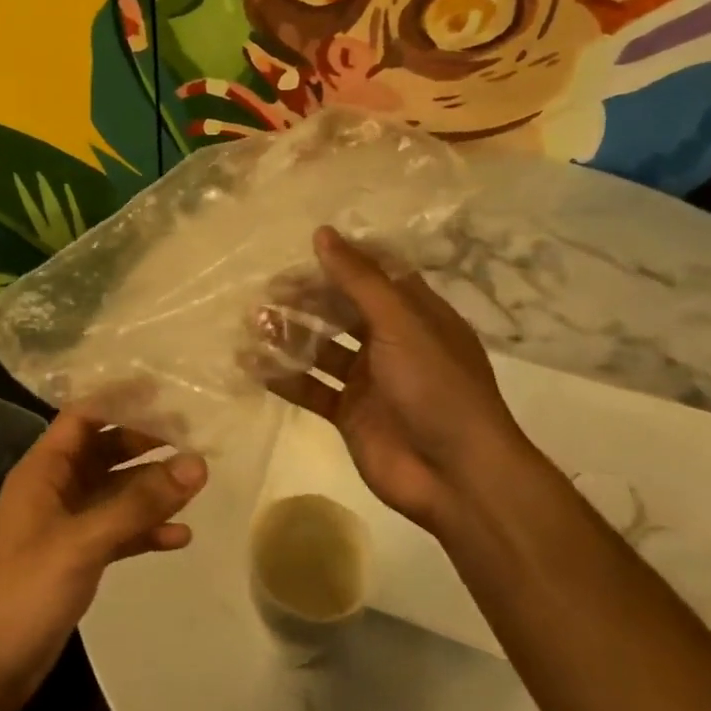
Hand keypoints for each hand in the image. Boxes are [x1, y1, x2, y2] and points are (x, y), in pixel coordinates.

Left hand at [0, 411, 205, 710]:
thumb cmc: (25, 590)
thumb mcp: (83, 541)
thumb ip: (138, 504)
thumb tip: (197, 464)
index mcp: (43, 470)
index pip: (83, 416)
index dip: (119, 400)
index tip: (165, 391)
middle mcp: (54, 489)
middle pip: (103, 451)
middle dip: (144, 442)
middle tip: (193, 434)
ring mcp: (65, 526)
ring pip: (114, 493)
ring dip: (150, 488)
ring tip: (197, 482)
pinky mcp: (76, 560)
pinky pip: (117, 532)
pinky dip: (145, 531)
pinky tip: (181, 537)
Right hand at [264, 226, 542, 533]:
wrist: (456, 476)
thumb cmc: (436, 387)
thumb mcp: (400, 324)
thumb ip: (359, 280)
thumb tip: (322, 233)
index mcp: (414, 315)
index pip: (373, 276)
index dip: (339, 263)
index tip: (300, 255)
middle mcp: (391, 342)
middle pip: (340, 310)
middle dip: (304, 300)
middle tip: (266, 294)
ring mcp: (369, 380)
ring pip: (321, 348)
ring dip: (289, 336)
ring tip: (254, 325)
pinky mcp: (349, 413)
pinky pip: (311, 388)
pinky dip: (284, 377)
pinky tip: (253, 366)